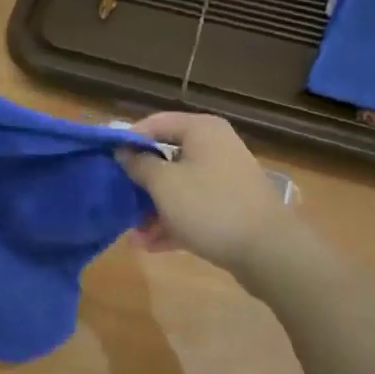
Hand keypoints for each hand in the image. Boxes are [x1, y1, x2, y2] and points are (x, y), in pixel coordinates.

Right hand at [116, 112, 295, 274]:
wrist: (269, 251)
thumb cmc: (210, 206)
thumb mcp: (164, 184)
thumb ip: (139, 164)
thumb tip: (124, 151)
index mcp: (201, 130)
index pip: (155, 123)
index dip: (128, 139)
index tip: (105, 159)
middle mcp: (215, 147)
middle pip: (166, 157)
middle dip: (140, 182)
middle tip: (117, 198)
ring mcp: (224, 178)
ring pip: (178, 187)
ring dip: (153, 209)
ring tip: (134, 234)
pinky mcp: (230, 207)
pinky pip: (193, 208)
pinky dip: (173, 222)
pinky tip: (151, 245)